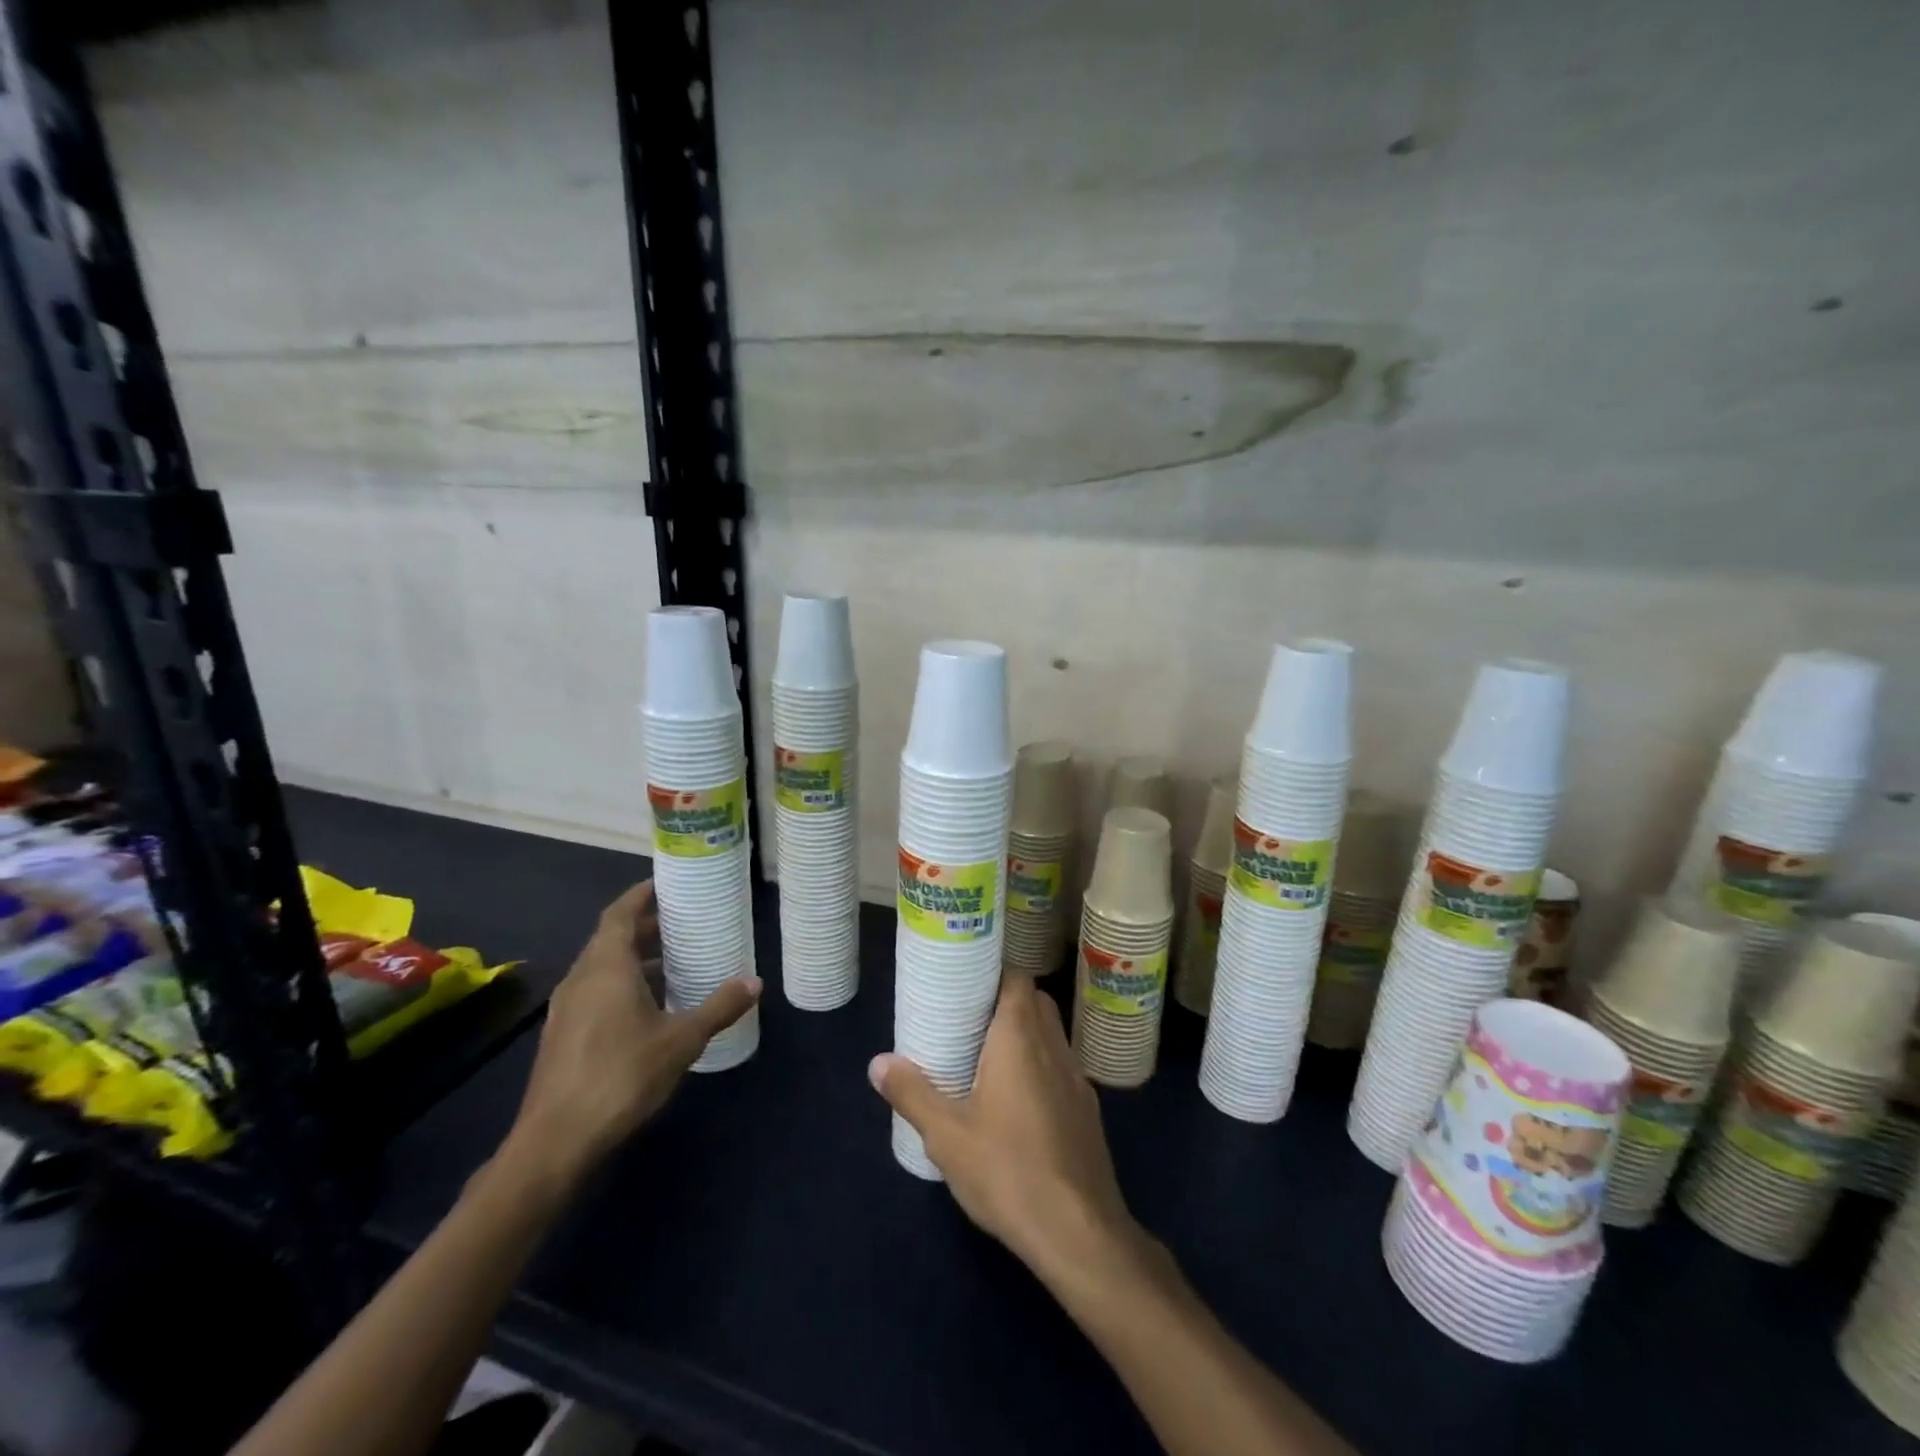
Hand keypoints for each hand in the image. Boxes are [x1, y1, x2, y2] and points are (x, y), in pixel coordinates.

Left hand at [509, 881, 759, 1185]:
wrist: (555, 1143)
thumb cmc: (621, 1076)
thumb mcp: (681, 1040)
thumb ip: (718, 1007)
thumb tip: (755, 982)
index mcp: (606, 967)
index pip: (619, 913)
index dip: (640, 895)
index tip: (665, 883)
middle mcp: (581, 979)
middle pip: (611, 937)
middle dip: (644, 926)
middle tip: (681, 921)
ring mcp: (567, 1009)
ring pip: (601, 967)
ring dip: (634, 957)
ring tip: (672, 961)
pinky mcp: (563, 1036)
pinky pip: (595, 991)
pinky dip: (621, 983)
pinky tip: (649, 1006)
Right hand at [869, 978, 1140, 1277]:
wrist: (1079, 1232)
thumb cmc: (1007, 1170)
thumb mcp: (946, 1135)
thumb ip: (912, 1093)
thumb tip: (877, 1062)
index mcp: (1020, 1038)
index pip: (1017, 979)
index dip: (994, 972)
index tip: (965, 982)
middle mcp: (1054, 1047)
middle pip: (1035, 1002)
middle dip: (1005, 1001)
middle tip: (968, 1019)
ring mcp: (1076, 1079)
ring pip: (1051, 1035)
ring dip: (1024, 1035)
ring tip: (987, 1057)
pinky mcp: (1087, 1111)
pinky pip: (1060, 1069)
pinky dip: (1040, 1067)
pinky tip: (1017, 1103)